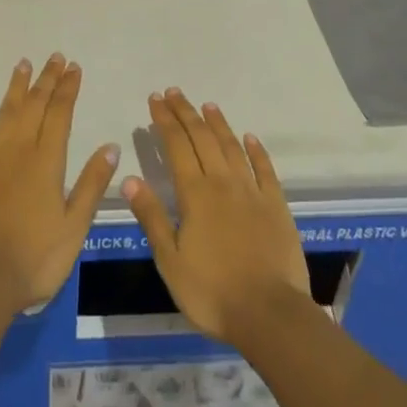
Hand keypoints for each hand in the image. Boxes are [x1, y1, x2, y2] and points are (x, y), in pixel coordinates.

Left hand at [0, 54, 119, 312]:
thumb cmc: (36, 259)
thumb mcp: (75, 227)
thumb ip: (91, 185)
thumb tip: (110, 146)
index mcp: (48, 162)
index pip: (61, 115)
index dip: (68, 89)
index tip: (74, 68)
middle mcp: (20, 150)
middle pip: (35, 105)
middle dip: (47, 80)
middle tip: (55, 57)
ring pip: (7, 111)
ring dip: (17, 86)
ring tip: (24, 63)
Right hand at [123, 89, 310, 343]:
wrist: (270, 315)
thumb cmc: (213, 293)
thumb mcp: (170, 261)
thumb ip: (152, 217)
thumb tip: (129, 179)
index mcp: (195, 194)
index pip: (176, 145)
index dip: (164, 120)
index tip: (155, 99)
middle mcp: (222, 183)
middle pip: (202, 138)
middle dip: (185, 112)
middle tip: (173, 92)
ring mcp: (252, 192)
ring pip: (232, 147)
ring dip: (218, 124)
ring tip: (207, 105)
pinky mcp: (276, 206)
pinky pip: (265, 170)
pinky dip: (257, 150)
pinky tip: (250, 138)